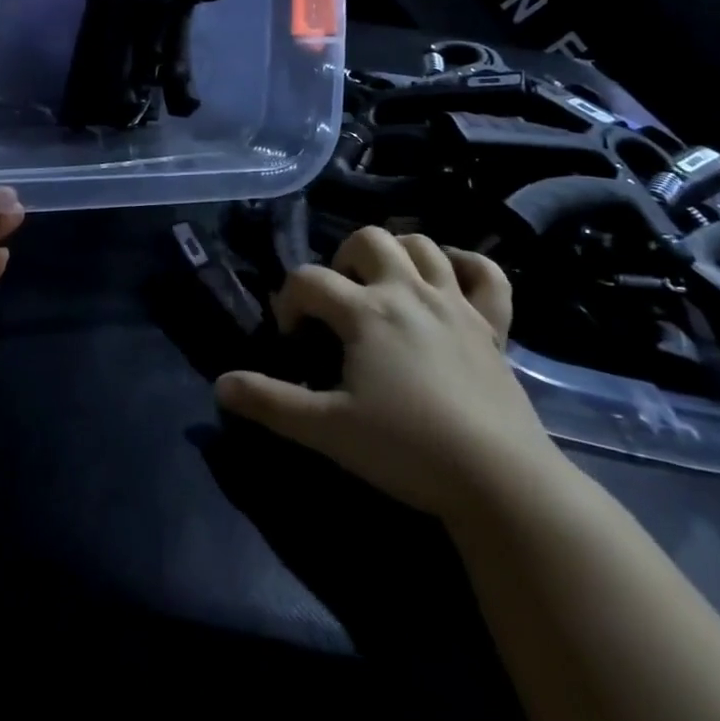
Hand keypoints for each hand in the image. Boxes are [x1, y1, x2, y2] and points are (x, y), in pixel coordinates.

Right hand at [215, 228, 562, 519]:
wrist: (499, 481)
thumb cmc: (407, 449)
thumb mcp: (328, 429)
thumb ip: (271, 404)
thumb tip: (220, 385)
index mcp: (365, 312)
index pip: (309, 280)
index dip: (288, 300)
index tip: (291, 337)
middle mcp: (407, 291)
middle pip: (369, 239)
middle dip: (344, 259)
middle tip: (340, 302)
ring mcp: (454, 303)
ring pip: (422, 245)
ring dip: (398, 252)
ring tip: (385, 283)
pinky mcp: (493, 325)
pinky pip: (486, 275)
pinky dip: (467, 266)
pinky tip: (450, 279)